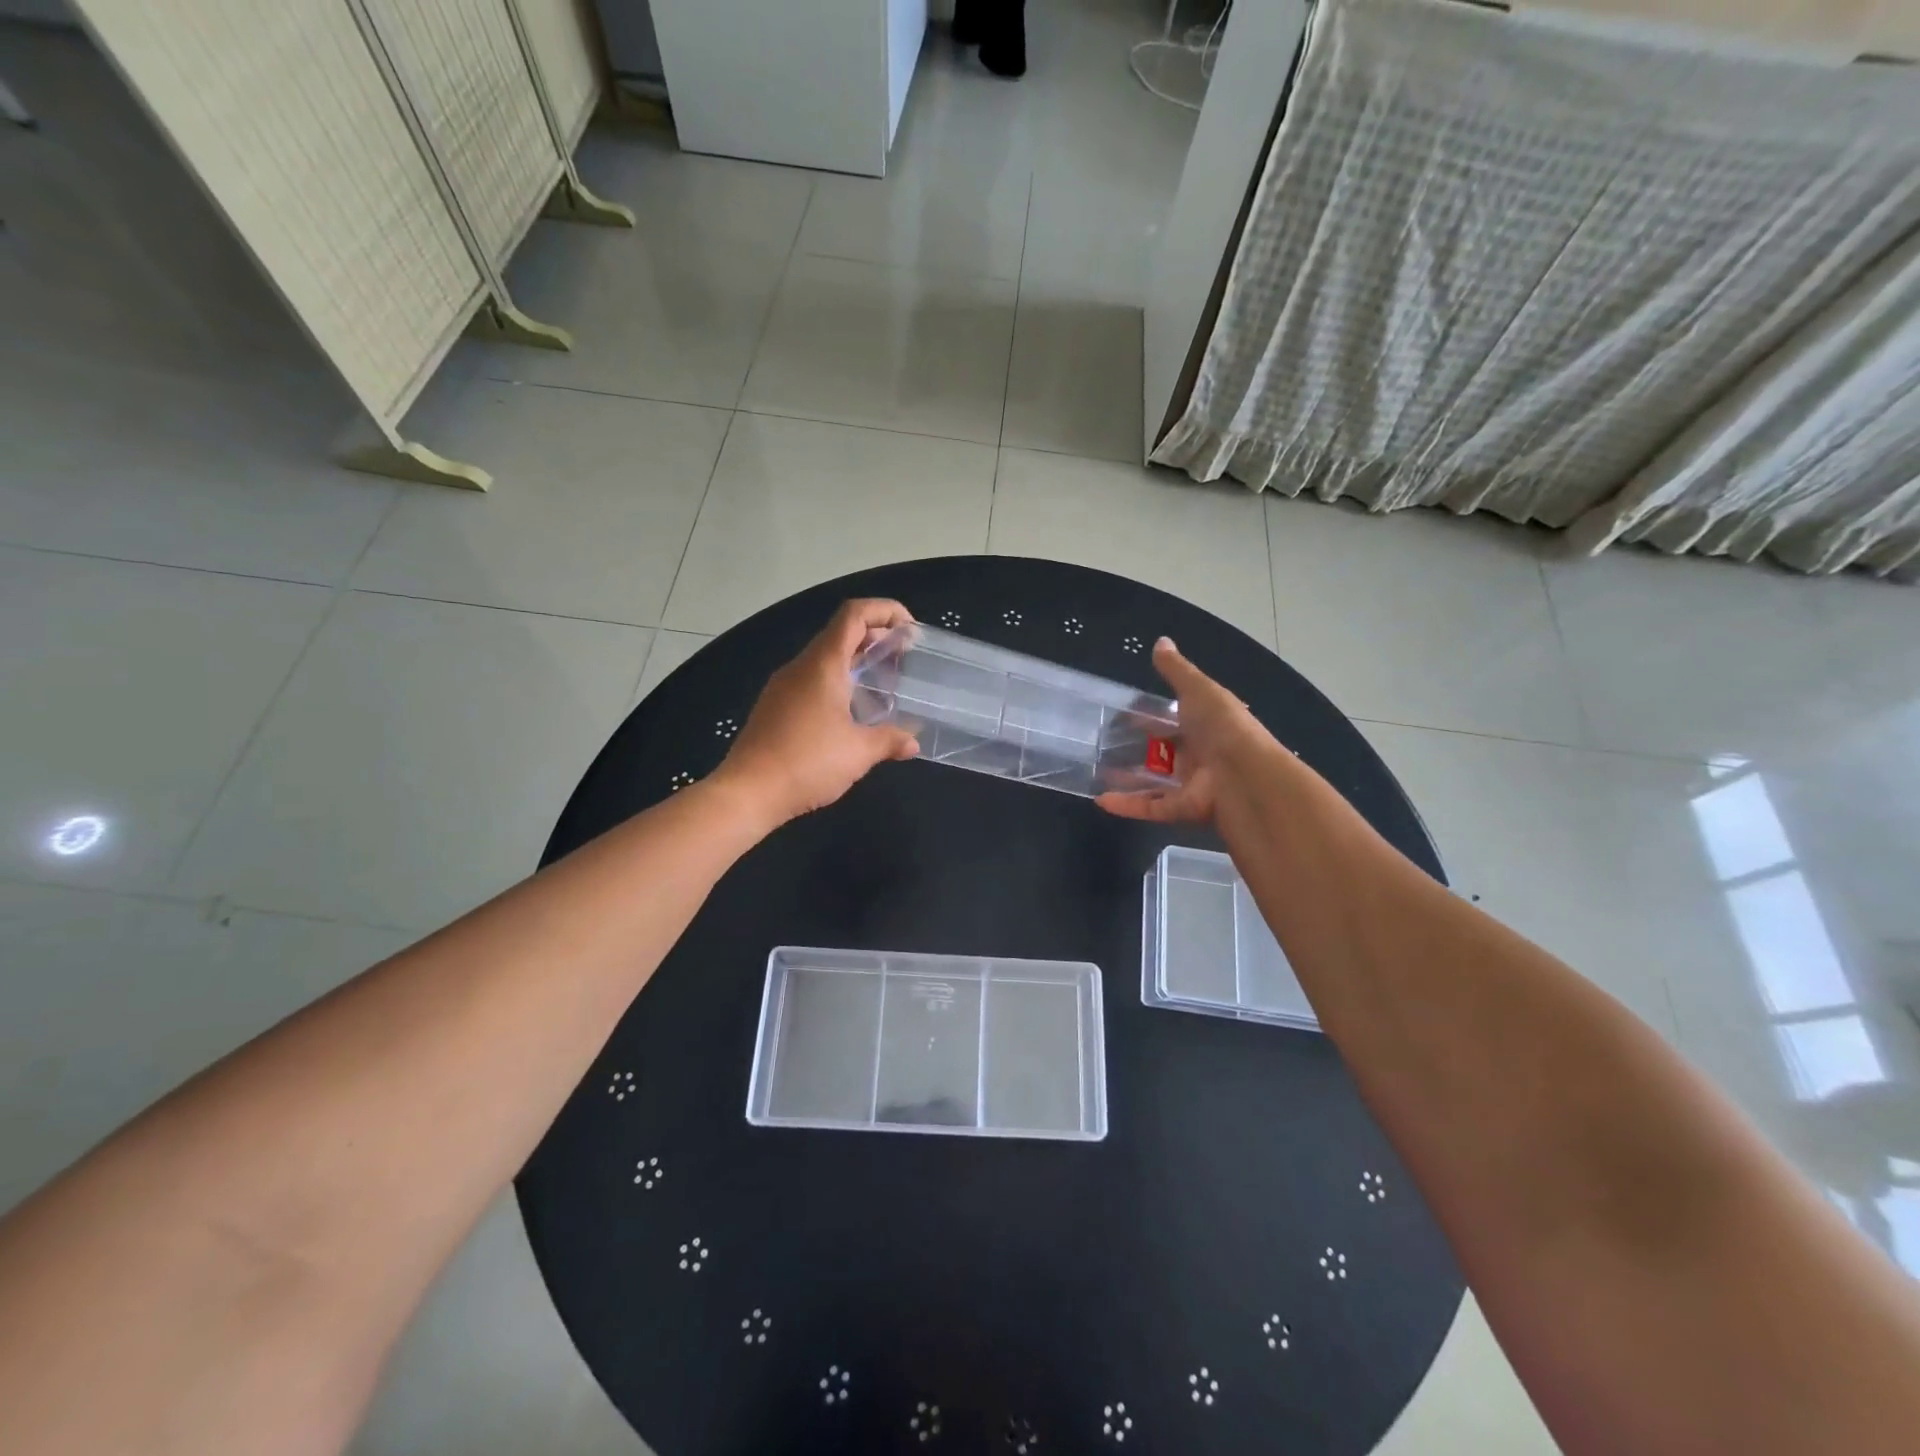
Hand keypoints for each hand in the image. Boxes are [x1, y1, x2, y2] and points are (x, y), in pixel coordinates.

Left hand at [715, 599, 920, 825]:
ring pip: (826, 658)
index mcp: (823, 664)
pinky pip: (812, 680)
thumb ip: (890, 740)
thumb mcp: (858, 752)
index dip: (885, 610)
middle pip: (841, 633)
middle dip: (876, 638)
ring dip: (857, 663)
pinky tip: (852, 713)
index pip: (854, 615)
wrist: (748, 792)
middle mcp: (801, 666)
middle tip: (904, 659)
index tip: (910, 629)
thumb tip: (912, 742)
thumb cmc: (807, 763)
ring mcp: (784, 686)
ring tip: (883, 686)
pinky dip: (839, 682)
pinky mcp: (775, 706)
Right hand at [1097, 638, 1276, 824]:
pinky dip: (1128, 805)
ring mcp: (1192, 784)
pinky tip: (1101, 800)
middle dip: (1138, 750)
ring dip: (1127, 779)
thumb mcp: (1198, 689)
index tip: (1124, 715)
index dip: (1152, 717)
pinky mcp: (1183, 808)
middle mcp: (1201, 754)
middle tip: (1104, 745)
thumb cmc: (1221, 726)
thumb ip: (1176, 670)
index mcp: (1207, 725)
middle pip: (1165, 752)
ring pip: (1155, 781)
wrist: (1244, 775)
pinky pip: (1151, 806)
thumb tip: (1160, 641)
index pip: (1176, 720)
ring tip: (1097, 773)